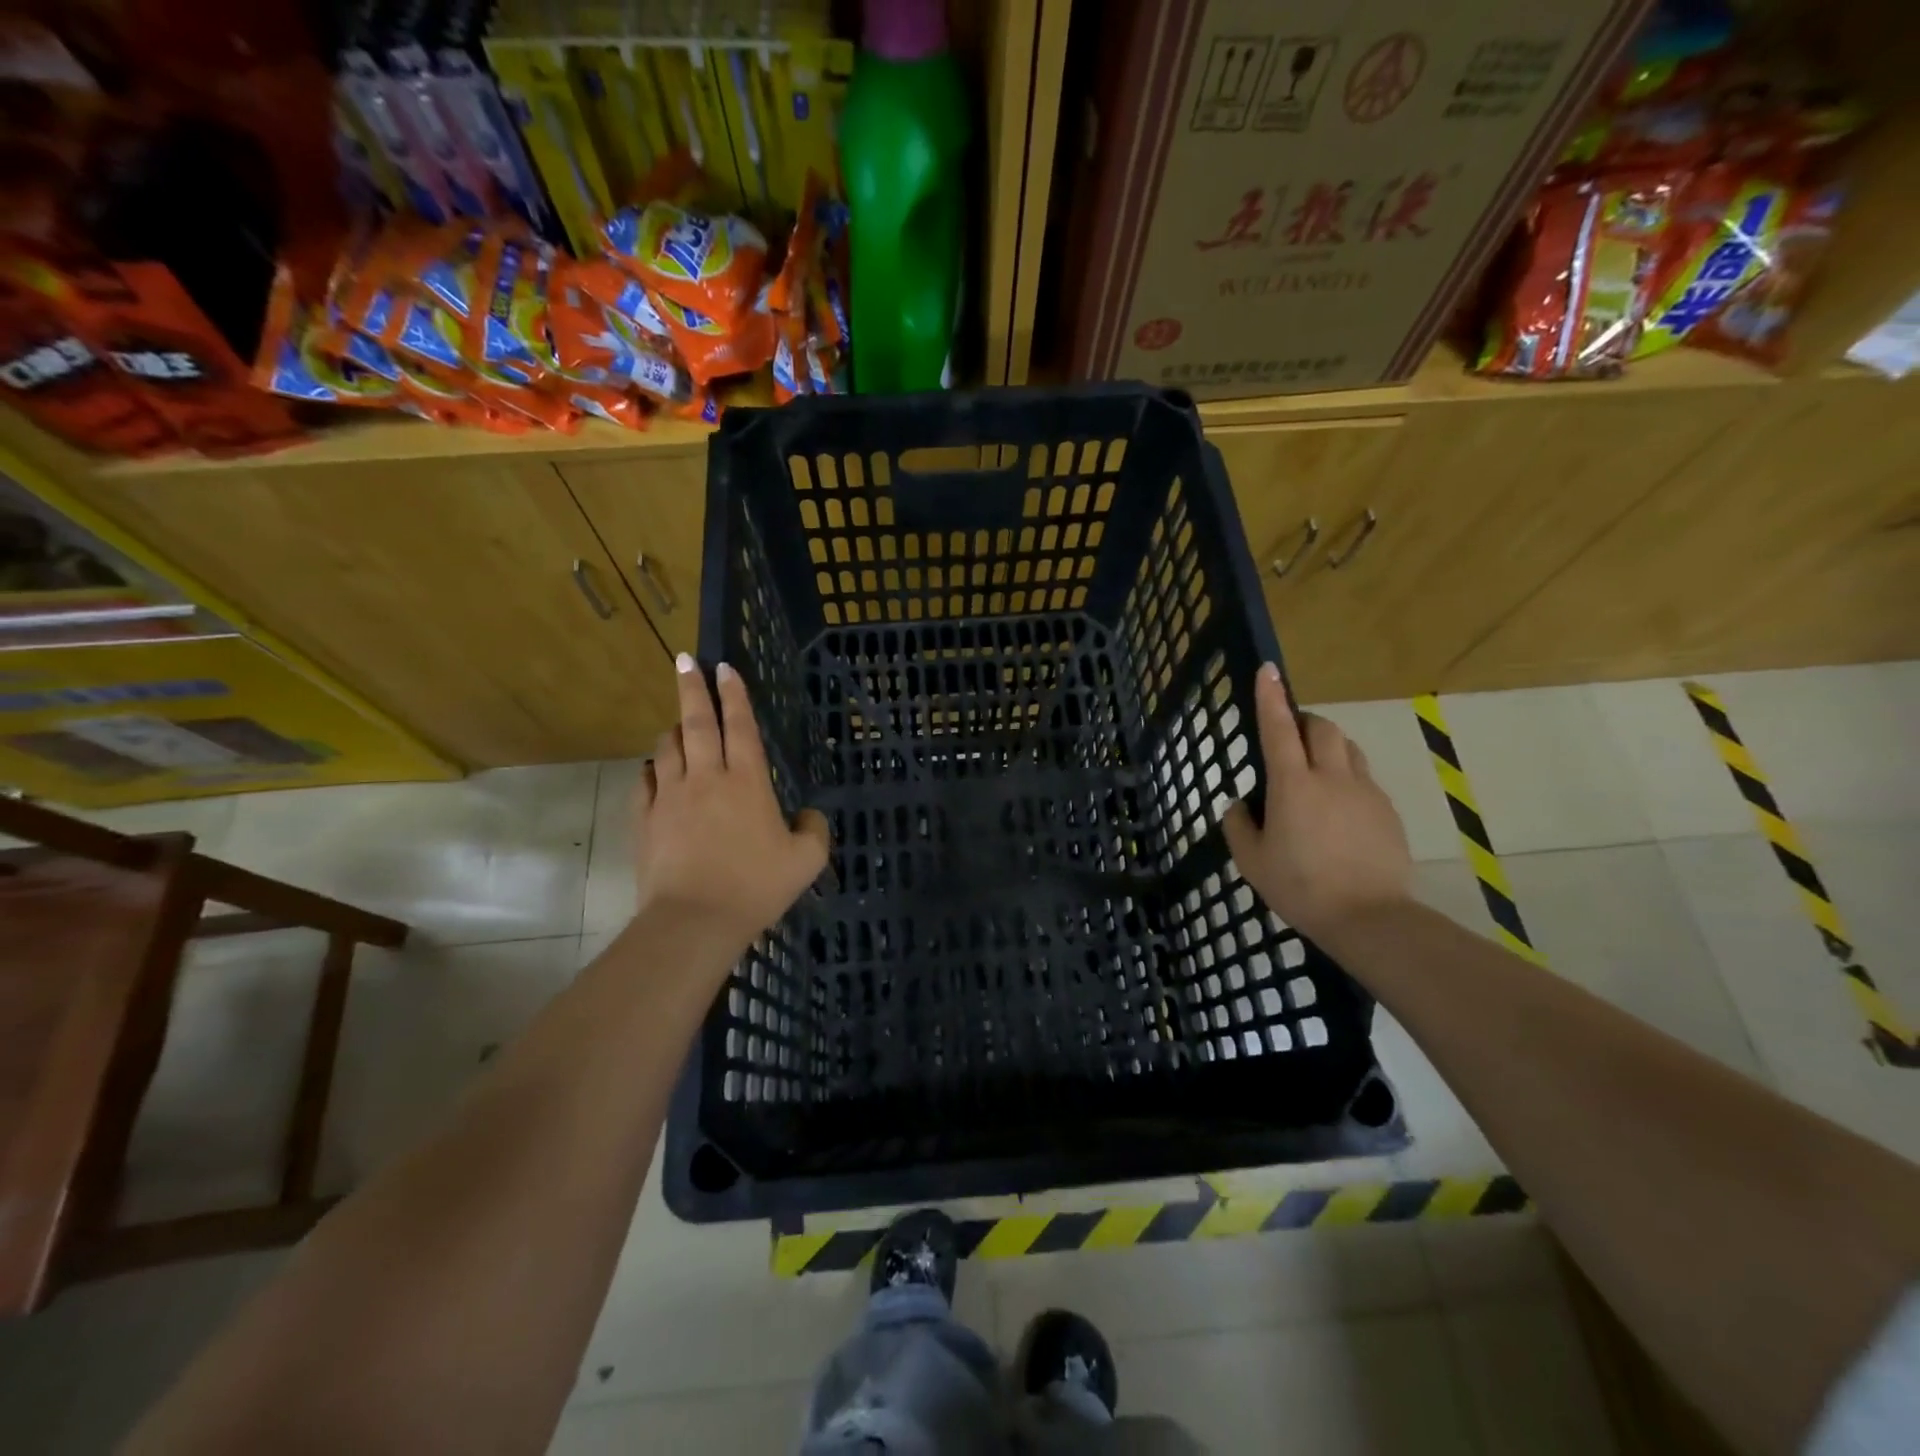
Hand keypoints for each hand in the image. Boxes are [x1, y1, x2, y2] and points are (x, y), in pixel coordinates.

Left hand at [634, 654, 829, 954]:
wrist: (694, 919)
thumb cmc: (755, 887)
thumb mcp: (806, 861)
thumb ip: (814, 829)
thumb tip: (809, 814)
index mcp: (747, 781)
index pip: (740, 726)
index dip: (734, 694)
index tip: (724, 667)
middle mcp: (706, 778)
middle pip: (696, 723)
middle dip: (692, 688)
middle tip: (685, 661)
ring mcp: (670, 797)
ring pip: (667, 748)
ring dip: (673, 729)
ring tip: (678, 722)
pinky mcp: (645, 820)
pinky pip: (645, 782)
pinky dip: (652, 769)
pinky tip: (655, 769)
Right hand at [1221, 663, 1412, 942]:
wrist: (1369, 917)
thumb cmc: (1300, 887)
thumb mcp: (1252, 862)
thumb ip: (1239, 826)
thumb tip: (1240, 806)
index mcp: (1292, 785)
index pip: (1277, 729)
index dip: (1270, 697)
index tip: (1268, 669)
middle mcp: (1331, 778)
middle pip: (1321, 728)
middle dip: (1304, 721)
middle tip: (1289, 736)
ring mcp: (1364, 792)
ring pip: (1348, 748)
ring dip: (1328, 745)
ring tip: (1315, 769)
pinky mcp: (1386, 810)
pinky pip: (1364, 777)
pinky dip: (1347, 776)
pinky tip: (1338, 809)